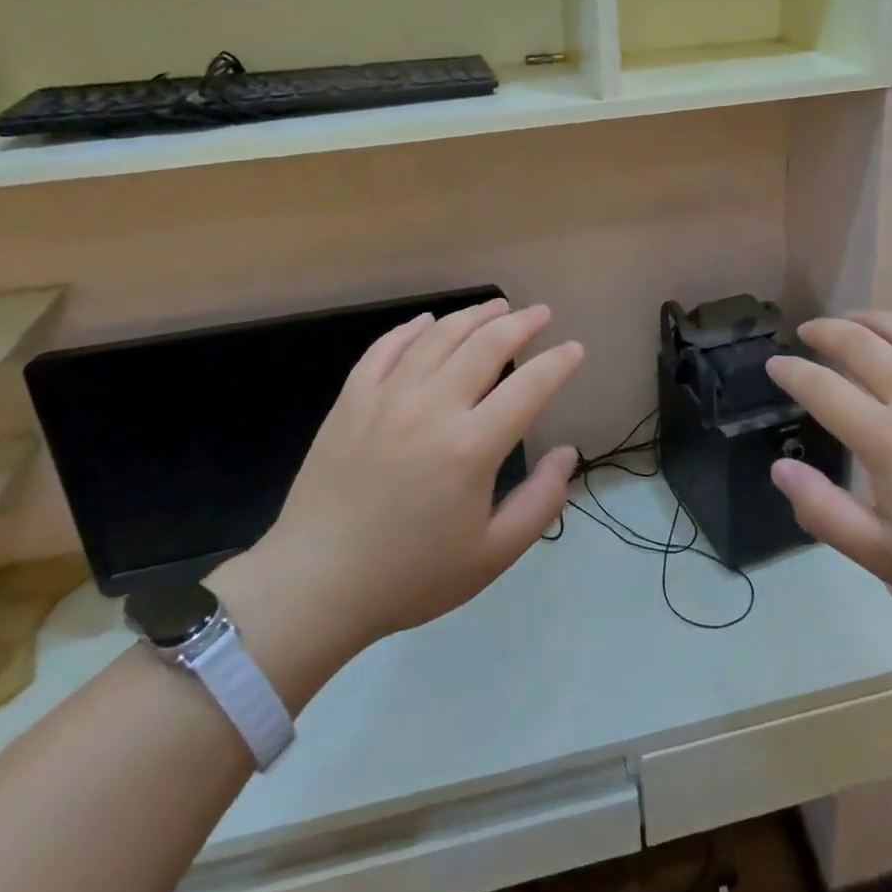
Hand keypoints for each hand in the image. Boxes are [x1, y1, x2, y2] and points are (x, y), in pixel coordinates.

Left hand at [216, 301, 582, 687]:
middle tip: (541, 313)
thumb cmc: (410, 576)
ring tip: (497, 307)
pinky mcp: (351, 400)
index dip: (558, 363)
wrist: (316, 584)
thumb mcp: (492, 555)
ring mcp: (386, 398)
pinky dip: (412, 329)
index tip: (575, 349)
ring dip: (474, 316)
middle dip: (521, 323)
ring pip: (438, 337)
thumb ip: (541, 503)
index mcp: (471, 447)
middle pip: (486, 345)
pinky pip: (385, 349)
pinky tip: (428, 322)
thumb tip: (568, 453)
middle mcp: (432, 408)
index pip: (529, 387)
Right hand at [766, 311, 891, 636]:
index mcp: (888, 438)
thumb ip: (824, 511)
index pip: (822, 387)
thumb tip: (781, 467)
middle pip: (860, 342)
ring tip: (854, 322)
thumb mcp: (886, 556)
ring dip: (871, 320)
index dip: (791, 371)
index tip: (775, 364)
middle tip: (808, 333)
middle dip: (825, 331)